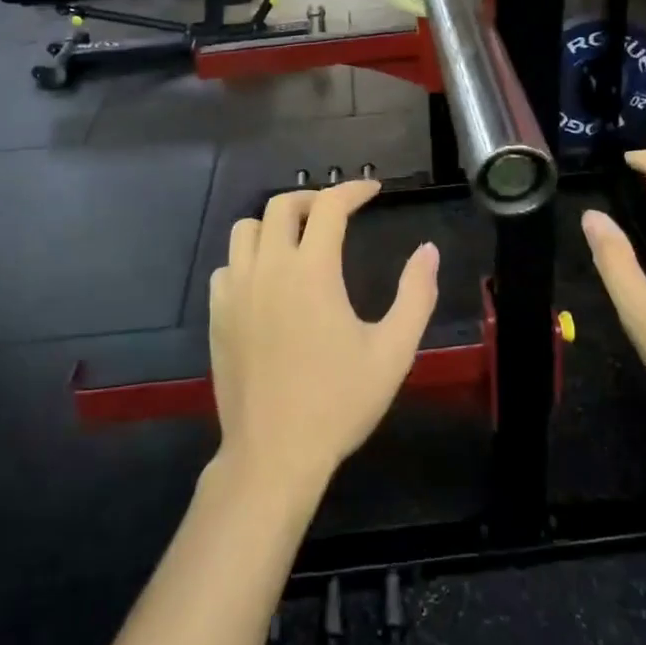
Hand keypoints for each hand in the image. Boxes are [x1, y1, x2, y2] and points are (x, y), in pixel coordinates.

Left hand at [209, 181, 439, 500]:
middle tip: (338, 213)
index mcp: (311, 271)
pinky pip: (228, 265)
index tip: (372, 190)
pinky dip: (250, 257)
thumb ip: (415, 295)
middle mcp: (268, 269)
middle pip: (281, 206)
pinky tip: (268, 280)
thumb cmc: (339, 402)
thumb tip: (427, 251)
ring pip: (246, 229)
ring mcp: (236, 291)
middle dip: (313, 199)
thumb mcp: (393, 351)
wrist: (275, 454)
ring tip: (300, 240)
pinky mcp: (218, 315)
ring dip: (276, 223)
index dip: (353, 190)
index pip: (329, 206)